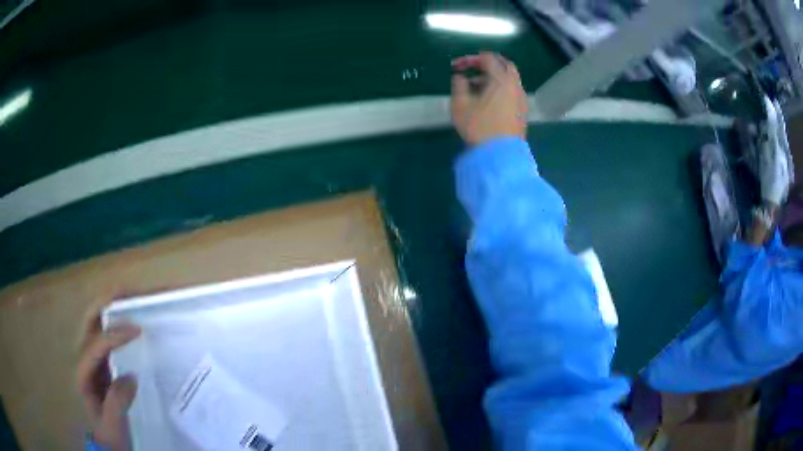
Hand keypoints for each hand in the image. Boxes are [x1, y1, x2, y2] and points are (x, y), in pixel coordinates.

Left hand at [77, 303, 140, 450]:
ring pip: (98, 322)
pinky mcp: (104, 362)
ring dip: (113, 306)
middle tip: (129, 292)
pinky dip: (118, 320)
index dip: (115, 334)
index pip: (97, 344)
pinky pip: (108, 333)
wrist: (108, 441)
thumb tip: (130, 376)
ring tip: (132, 296)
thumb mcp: (113, 425)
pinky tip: (132, 318)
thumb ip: (117, 402)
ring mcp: (93, 358)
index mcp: (84, 372)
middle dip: (107, 303)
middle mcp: (85, 358)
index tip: (138, 329)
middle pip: (91, 320)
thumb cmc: (110, 434)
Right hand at [450, 52, 527, 144]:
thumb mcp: (460, 105)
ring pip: (509, 78)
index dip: (469, 59)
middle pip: (503, 64)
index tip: (455, 67)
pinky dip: (500, 88)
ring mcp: (521, 98)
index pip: (487, 58)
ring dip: (493, 77)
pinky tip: (487, 100)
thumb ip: (459, 85)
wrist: (500, 156)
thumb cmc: (479, 127)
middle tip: (471, 70)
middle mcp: (515, 85)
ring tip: (476, 87)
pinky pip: (512, 91)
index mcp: (501, 79)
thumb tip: (460, 77)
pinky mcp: (522, 111)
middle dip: (485, 64)